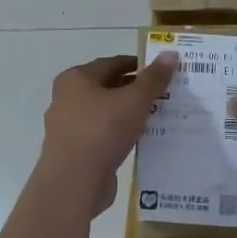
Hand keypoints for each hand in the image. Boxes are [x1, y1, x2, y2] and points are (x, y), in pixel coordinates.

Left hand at [41, 53, 177, 214]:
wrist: (73, 184)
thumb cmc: (102, 131)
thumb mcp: (135, 100)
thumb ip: (153, 78)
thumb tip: (170, 54)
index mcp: (76, 79)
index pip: (112, 63)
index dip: (138, 65)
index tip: (161, 72)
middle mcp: (66, 99)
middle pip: (107, 88)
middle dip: (134, 91)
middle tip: (163, 94)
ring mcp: (67, 128)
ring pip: (105, 113)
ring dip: (127, 114)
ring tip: (156, 117)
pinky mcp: (73, 153)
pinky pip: (101, 136)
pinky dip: (119, 135)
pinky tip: (139, 140)